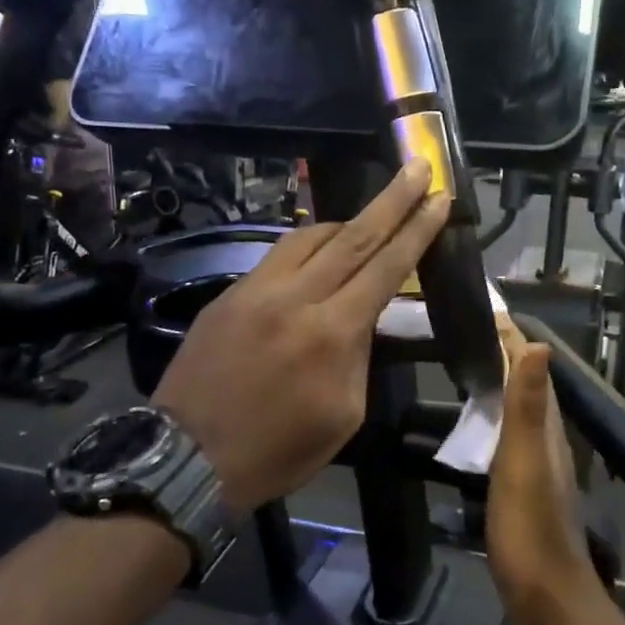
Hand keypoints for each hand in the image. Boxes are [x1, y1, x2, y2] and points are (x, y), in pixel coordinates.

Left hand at [153, 160, 449, 513]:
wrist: (186, 458)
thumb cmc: (277, 450)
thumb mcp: (343, 415)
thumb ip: (359, 356)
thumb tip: (361, 318)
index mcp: (331, 334)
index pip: (386, 267)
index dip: (416, 230)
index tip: (439, 197)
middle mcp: (295, 298)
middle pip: (352, 236)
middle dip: (391, 199)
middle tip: (417, 166)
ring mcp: (256, 290)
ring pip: (311, 236)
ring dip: (348, 221)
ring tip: (372, 216)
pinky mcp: (229, 295)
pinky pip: (278, 255)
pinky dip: (308, 245)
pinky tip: (320, 250)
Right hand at [485, 318, 604, 624]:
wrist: (547, 597)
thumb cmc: (530, 529)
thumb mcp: (524, 464)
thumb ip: (530, 408)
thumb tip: (540, 344)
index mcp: (546, 428)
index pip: (530, 368)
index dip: (511, 338)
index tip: (486, 310)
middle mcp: (546, 439)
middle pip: (527, 384)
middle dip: (505, 353)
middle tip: (470, 331)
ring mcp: (536, 465)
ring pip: (519, 410)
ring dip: (499, 384)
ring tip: (469, 367)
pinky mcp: (523, 487)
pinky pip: (508, 436)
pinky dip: (494, 417)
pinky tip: (477, 425)